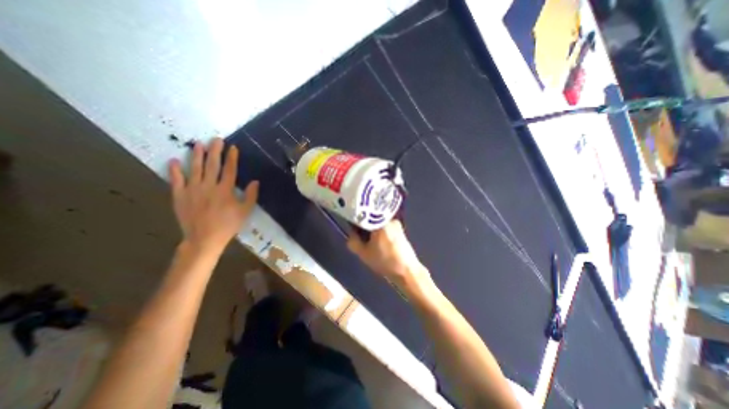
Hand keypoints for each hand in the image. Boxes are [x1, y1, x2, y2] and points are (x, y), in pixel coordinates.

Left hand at [168, 139, 258, 256]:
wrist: (204, 238)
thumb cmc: (228, 225)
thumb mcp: (245, 211)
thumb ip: (251, 195)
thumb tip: (255, 181)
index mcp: (225, 190)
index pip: (229, 170)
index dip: (232, 158)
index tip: (232, 147)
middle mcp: (209, 186)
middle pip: (212, 165)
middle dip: (215, 151)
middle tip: (216, 139)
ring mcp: (192, 190)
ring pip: (195, 169)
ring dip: (196, 155)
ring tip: (198, 144)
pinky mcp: (179, 196)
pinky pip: (176, 180)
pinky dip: (175, 170)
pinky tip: (175, 161)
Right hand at [346, 221, 428, 287]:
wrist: (407, 271)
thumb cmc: (385, 261)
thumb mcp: (364, 253)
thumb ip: (353, 241)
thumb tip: (351, 233)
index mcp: (381, 222)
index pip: (364, 215)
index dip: (356, 220)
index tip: (352, 227)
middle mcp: (389, 219)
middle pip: (372, 218)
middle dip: (364, 225)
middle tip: (359, 235)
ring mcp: (396, 224)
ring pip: (378, 222)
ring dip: (372, 229)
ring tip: (368, 240)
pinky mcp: (400, 230)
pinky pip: (385, 226)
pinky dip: (379, 231)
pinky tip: (377, 242)